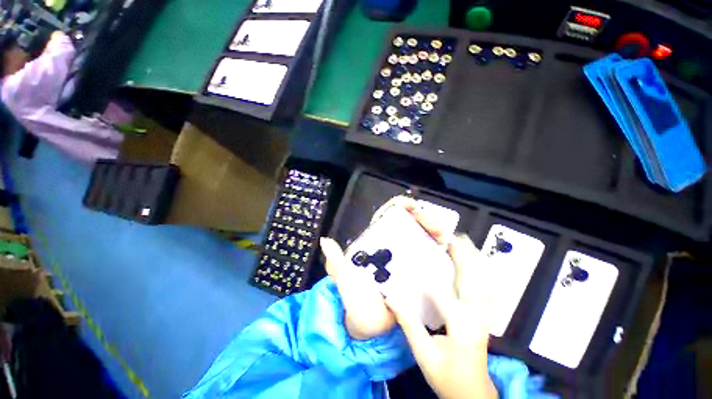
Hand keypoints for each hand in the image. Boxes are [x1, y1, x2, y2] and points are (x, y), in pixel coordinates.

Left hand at [318, 195, 428, 339]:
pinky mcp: (418, 273)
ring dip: (433, 229)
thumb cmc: (354, 298)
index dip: (397, 207)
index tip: (408, 204)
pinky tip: (446, 244)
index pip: (386, 217)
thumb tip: (324, 240)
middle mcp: (392, 247)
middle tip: (429, 219)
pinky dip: (439, 247)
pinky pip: (430, 256)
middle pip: (408, 224)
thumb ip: (334, 260)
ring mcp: (407, 259)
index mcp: (375, 242)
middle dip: (420, 217)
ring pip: (422, 237)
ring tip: (441, 231)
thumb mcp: (343, 276)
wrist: (369, 326)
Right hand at [385, 234, 496, 398]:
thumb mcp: (423, 354)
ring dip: (471, 259)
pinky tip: (471, 262)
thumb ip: (408, 324)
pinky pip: (482, 286)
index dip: (423, 273)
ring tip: (460, 242)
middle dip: (461, 254)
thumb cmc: (447, 376)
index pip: (440, 292)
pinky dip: (477, 270)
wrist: (473, 394)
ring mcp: (483, 314)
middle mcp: (476, 315)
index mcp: (460, 325)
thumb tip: (390, 297)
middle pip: (472, 277)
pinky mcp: (483, 315)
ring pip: (481, 279)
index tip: (411, 256)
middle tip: (447, 236)